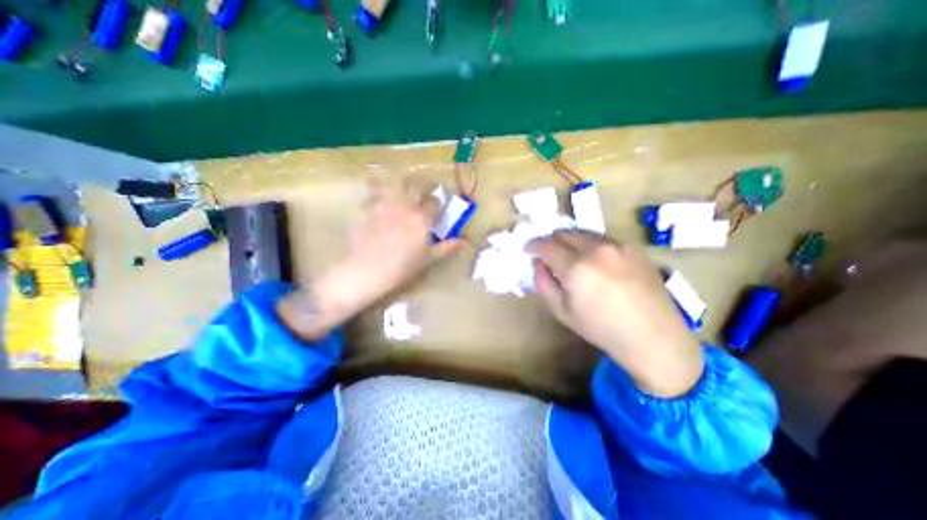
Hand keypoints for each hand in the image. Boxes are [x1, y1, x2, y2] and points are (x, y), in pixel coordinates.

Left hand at [277, 180, 461, 338]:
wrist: (367, 271)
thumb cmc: (402, 267)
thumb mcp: (428, 259)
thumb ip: (447, 247)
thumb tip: (466, 242)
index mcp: (422, 218)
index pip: (435, 202)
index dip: (438, 204)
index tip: (437, 209)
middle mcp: (405, 206)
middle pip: (416, 187)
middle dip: (421, 189)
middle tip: (421, 196)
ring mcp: (385, 205)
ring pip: (395, 185)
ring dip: (401, 184)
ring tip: (401, 190)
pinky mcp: (368, 209)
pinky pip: (373, 193)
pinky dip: (376, 190)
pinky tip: (377, 196)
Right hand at [528, 232, 703, 396]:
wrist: (654, 337)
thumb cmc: (601, 328)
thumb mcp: (562, 311)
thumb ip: (543, 282)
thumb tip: (538, 263)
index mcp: (576, 267)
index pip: (546, 244)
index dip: (533, 245)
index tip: (528, 249)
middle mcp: (597, 249)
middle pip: (564, 232)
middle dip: (551, 241)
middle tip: (548, 255)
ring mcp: (618, 245)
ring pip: (583, 233)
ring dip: (571, 242)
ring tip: (572, 258)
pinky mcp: (633, 248)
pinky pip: (602, 239)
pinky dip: (590, 245)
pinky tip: (596, 263)